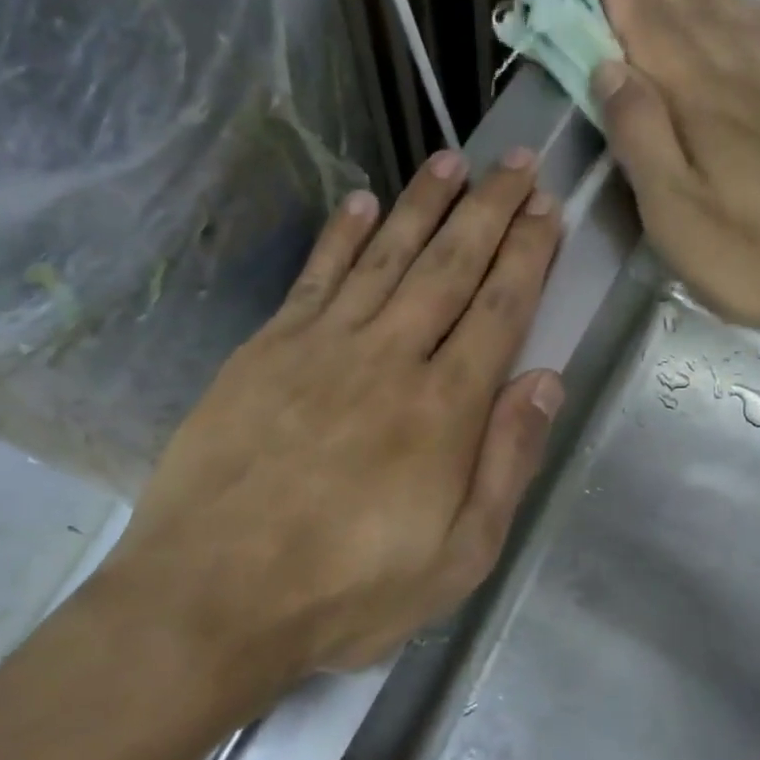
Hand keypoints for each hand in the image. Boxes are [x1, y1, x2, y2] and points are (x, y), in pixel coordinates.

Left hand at [96, 149, 563, 682]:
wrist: (211, 598)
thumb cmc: (348, 590)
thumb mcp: (458, 556)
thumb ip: (507, 463)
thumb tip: (546, 381)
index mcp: (444, 408)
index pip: (499, 309)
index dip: (528, 254)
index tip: (547, 209)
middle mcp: (389, 357)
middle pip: (450, 266)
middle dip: (490, 209)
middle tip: (518, 161)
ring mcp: (322, 346)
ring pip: (386, 256)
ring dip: (423, 204)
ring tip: (452, 160)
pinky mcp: (266, 350)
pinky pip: (315, 277)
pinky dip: (341, 235)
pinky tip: (361, 202)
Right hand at [582, 0, 759, 351]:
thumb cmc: (753, 258)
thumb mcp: (676, 212)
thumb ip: (641, 136)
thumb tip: (608, 69)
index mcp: (704, 105)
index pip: (652, 30)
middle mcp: (744, 84)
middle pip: (695, 12)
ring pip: (739, 18)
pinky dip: (759, 12)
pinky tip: (754, 3)